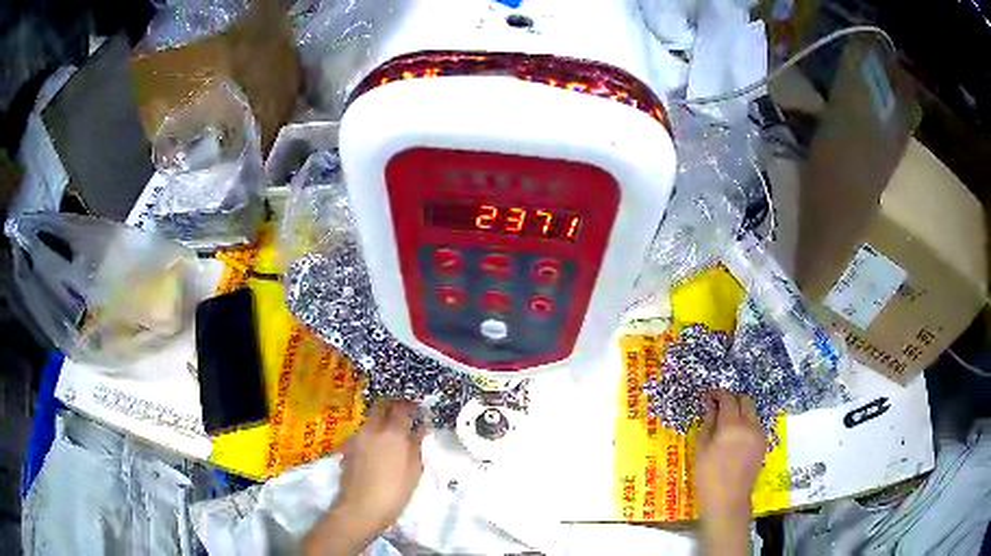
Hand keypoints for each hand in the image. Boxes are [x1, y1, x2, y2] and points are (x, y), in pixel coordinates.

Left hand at [306, 400, 426, 555]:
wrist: (361, 508)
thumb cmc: (394, 493)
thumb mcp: (414, 472)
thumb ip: (416, 447)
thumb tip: (421, 430)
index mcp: (392, 434)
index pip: (402, 408)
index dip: (411, 406)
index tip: (418, 410)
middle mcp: (372, 430)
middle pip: (380, 407)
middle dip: (392, 407)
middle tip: (402, 416)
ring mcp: (356, 438)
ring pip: (369, 420)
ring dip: (380, 422)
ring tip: (389, 436)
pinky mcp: (347, 448)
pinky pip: (361, 435)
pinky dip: (370, 436)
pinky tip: (375, 451)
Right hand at [696, 390, 765, 555]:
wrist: (728, 499)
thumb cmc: (708, 476)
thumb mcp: (702, 449)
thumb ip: (707, 424)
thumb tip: (709, 406)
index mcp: (732, 425)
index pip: (728, 398)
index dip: (717, 394)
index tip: (708, 397)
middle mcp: (749, 425)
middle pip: (745, 400)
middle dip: (733, 399)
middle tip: (719, 408)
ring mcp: (759, 434)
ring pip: (752, 412)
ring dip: (741, 412)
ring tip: (727, 424)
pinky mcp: (763, 444)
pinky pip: (756, 425)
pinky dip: (747, 424)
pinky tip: (735, 438)